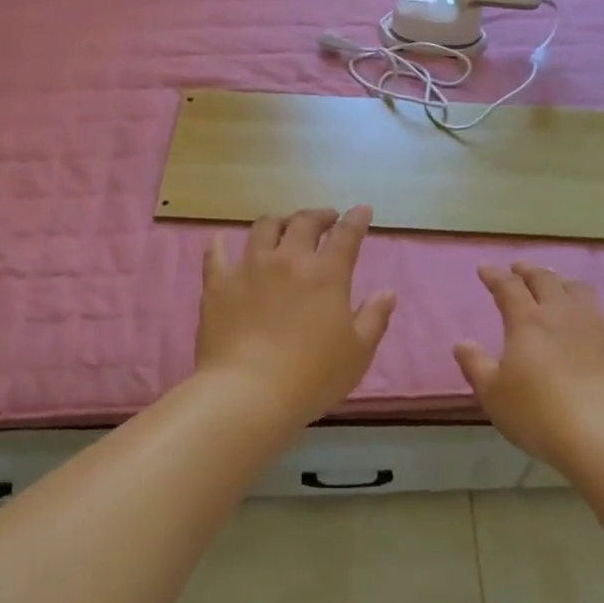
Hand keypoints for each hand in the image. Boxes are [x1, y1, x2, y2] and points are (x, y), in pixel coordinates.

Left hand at [195, 206, 397, 427]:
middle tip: (326, 217)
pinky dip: (221, 244)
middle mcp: (288, 260)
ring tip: (283, 224)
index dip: (356, 220)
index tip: (362, 210)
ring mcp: (249, 268)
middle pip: (303, 223)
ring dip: (278, 221)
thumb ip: (374, 318)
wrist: (249, 392)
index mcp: (326, 274)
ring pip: (263, 228)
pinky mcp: (218, 285)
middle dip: (319, 215)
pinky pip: (216, 254)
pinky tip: (222, 240)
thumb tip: (387, 293)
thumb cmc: (312, 376)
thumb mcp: (358, 352)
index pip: (346, 236)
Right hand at [454, 263, 603, 466]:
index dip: (495, 275)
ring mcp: (594, 325)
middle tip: (518, 269)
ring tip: (554, 283)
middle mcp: (561, 313)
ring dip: (560, 281)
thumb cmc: (537, 413)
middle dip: (528, 270)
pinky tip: (584, 317)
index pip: (508, 287)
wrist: (601, 434)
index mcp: (527, 321)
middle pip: (545, 279)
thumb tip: (462, 344)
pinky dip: (584, 304)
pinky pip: (599, 310)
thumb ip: (475, 365)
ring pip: (577, 289)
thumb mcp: (493, 394)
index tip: (485, 269)